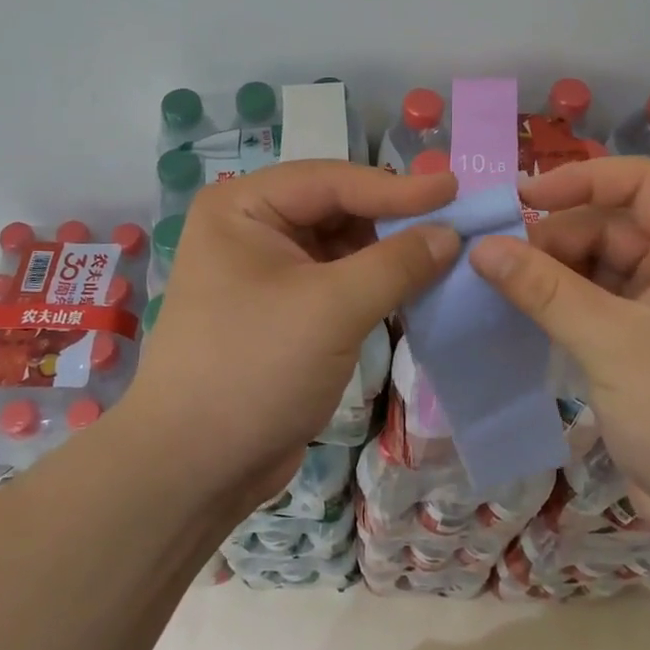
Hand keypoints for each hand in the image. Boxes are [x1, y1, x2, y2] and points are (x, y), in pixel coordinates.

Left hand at [123, 160, 460, 505]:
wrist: (194, 469)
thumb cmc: (255, 368)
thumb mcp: (332, 308)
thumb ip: (397, 263)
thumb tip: (451, 233)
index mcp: (243, 206)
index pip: (332, 180)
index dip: (396, 186)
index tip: (455, 190)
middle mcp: (251, 227)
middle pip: (336, 207)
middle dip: (392, 218)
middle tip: (454, 222)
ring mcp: (265, 270)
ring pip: (340, 245)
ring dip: (388, 251)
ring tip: (443, 253)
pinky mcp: (282, 310)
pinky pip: (336, 280)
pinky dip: (374, 282)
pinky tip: (413, 287)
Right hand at [469, 157, 649, 561]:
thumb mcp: (612, 344)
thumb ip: (543, 289)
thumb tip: (480, 247)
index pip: (640, 182)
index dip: (579, 180)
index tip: (519, 199)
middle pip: (612, 222)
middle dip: (555, 236)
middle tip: (496, 259)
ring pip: (598, 260)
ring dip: (551, 269)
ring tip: (498, 283)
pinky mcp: (647, 337)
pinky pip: (595, 298)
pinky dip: (559, 300)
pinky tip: (520, 307)